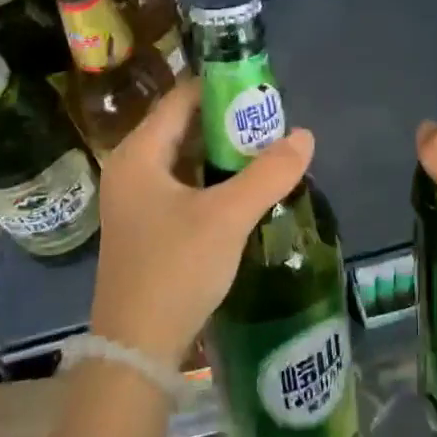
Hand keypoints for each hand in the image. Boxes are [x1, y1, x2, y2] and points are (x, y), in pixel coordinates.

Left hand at [88, 79, 315, 366]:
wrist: (135, 349)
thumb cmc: (175, 269)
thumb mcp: (227, 217)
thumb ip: (268, 173)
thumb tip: (305, 136)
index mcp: (139, 154)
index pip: (182, 99)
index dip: (221, 87)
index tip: (262, 87)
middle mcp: (131, 169)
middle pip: (183, 127)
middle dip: (228, 121)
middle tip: (272, 120)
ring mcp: (136, 200)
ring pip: (185, 159)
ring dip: (223, 152)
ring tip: (266, 148)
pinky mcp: (146, 226)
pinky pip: (183, 185)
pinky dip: (213, 179)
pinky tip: (244, 187)